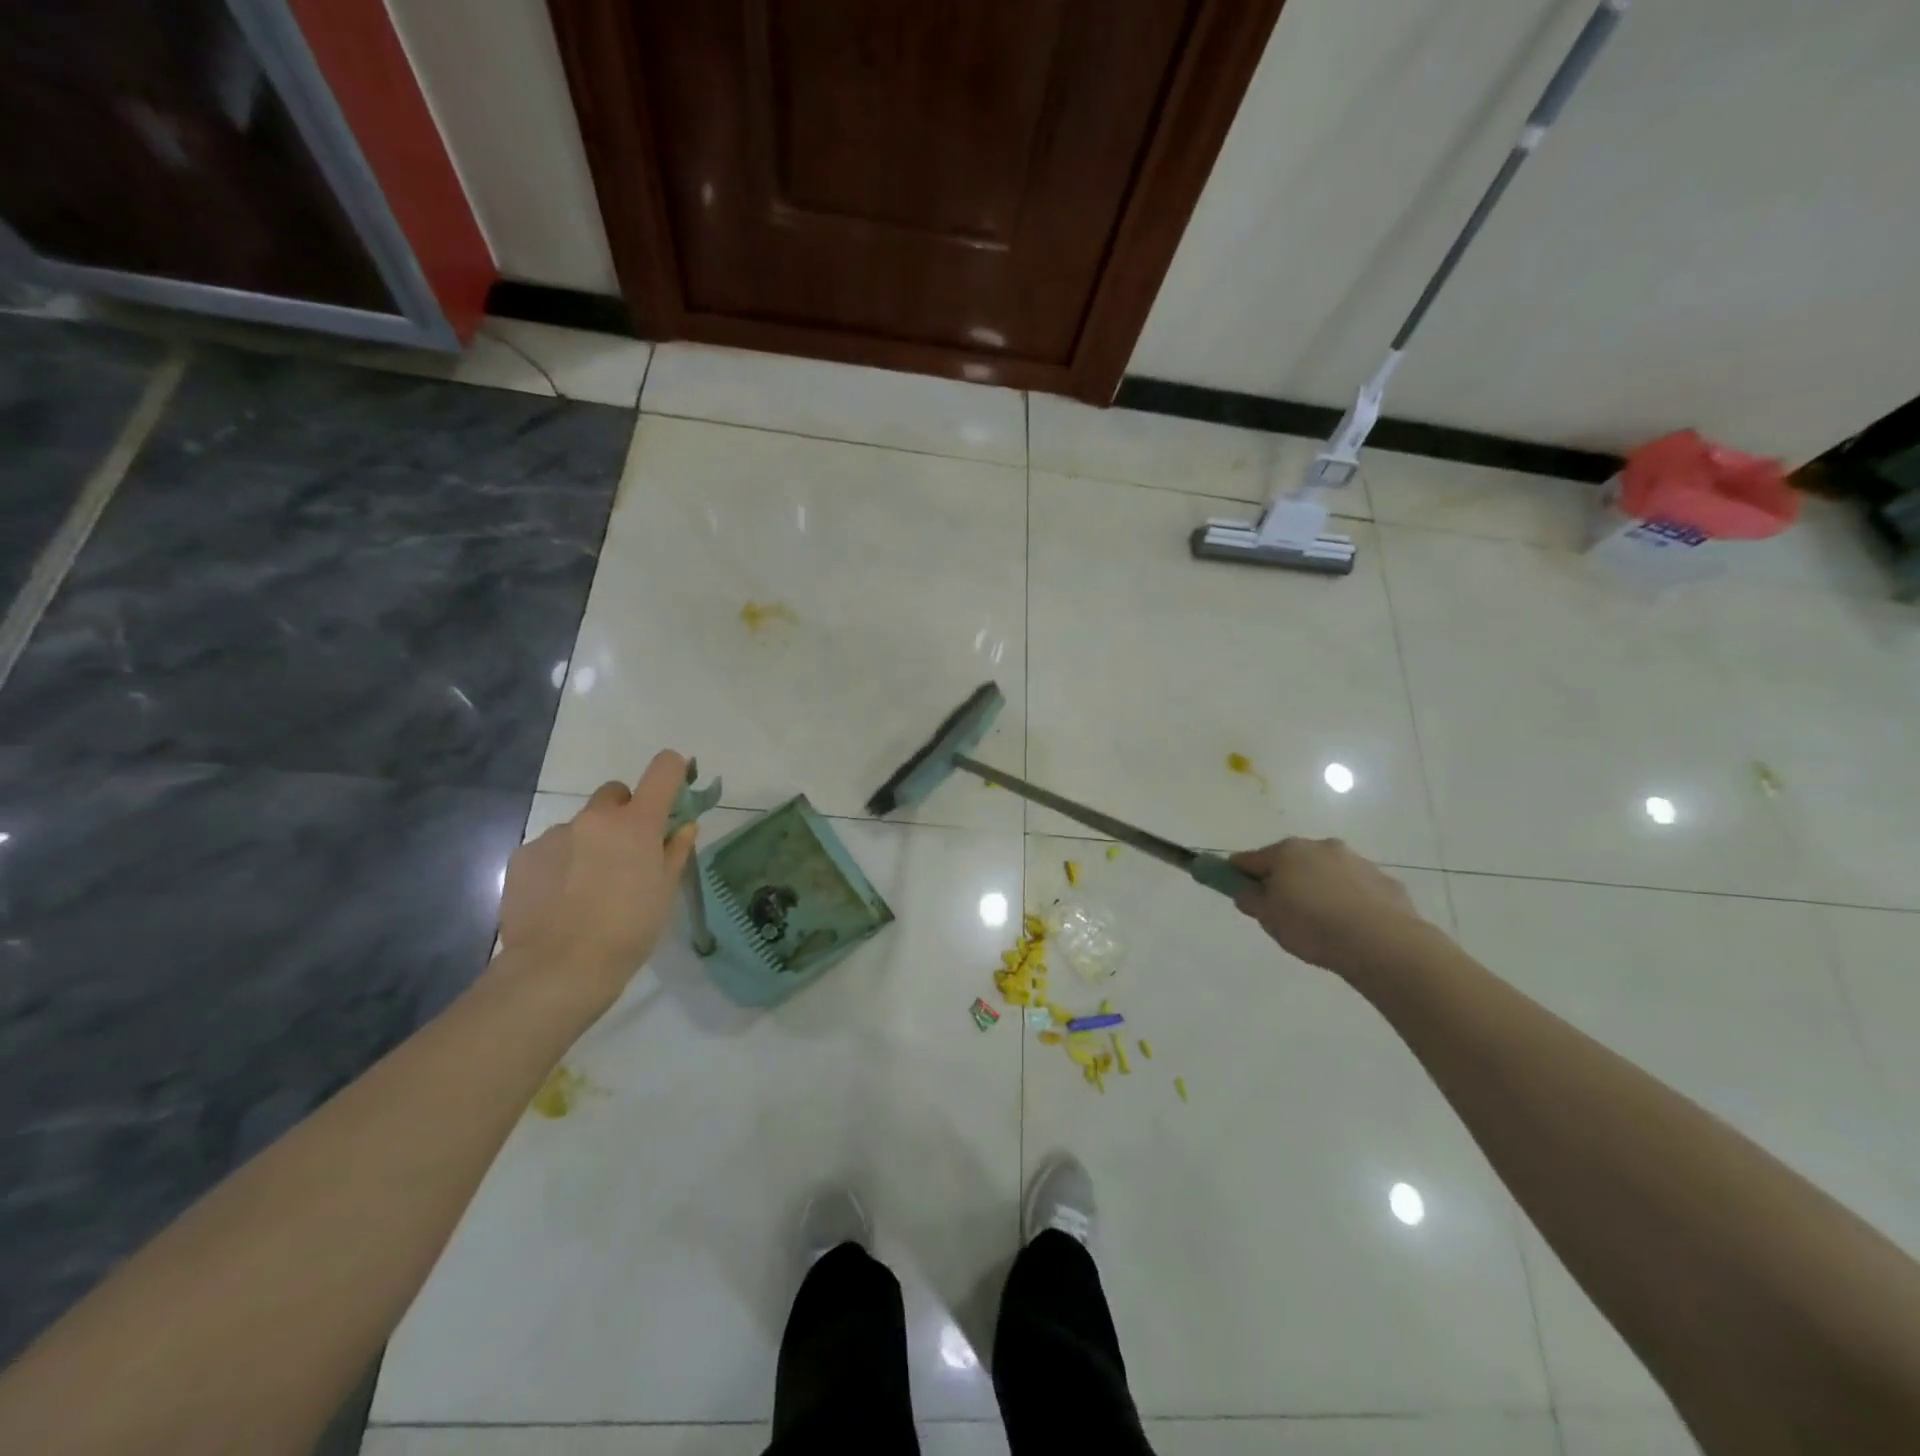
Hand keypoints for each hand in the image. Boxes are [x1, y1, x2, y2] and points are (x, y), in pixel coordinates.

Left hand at [497, 751, 699, 1008]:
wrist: (558, 968)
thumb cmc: (628, 930)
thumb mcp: (665, 891)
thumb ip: (675, 851)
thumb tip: (683, 826)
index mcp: (637, 823)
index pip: (663, 768)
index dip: (674, 771)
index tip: (675, 790)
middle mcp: (595, 818)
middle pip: (615, 794)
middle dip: (625, 813)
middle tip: (628, 853)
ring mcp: (554, 834)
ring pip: (581, 825)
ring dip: (591, 843)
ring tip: (588, 888)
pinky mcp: (523, 856)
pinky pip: (551, 847)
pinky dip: (561, 863)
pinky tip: (561, 898)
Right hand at [1229, 837, 1437, 978]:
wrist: (1383, 943)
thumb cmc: (1313, 927)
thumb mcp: (1269, 919)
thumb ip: (1251, 901)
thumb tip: (1246, 891)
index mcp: (1286, 852)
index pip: (1249, 859)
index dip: (1238, 873)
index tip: (1236, 888)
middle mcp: (1319, 847)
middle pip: (1290, 861)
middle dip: (1283, 879)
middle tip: (1283, 911)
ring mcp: (1355, 860)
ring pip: (1324, 871)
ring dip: (1318, 887)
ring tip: (1322, 923)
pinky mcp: (1384, 880)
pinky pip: (1355, 887)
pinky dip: (1348, 899)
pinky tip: (1351, 925)